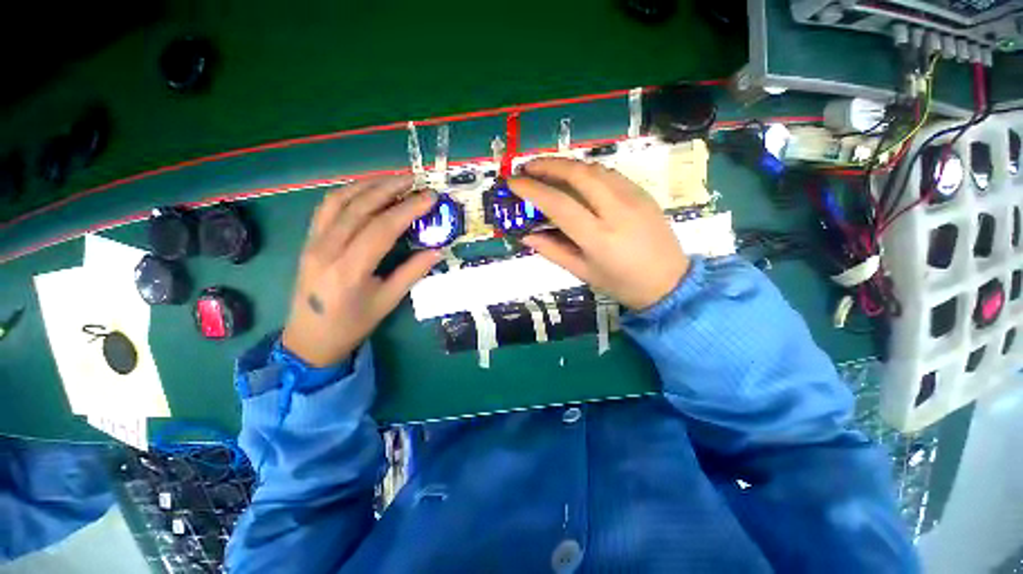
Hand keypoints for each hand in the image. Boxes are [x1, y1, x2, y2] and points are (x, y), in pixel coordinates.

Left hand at [282, 176, 440, 366]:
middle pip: (359, 207)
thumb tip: (437, 250)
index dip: (408, 209)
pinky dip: (348, 193)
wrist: (309, 338)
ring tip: (393, 180)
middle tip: (415, 180)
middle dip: (389, 188)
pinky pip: (327, 207)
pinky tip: (366, 190)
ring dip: (368, 185)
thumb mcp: (388, 301)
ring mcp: (313, 242)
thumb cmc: (353, 324)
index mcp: (350, 270)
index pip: (382, 228)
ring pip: (339, 200)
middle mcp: (327, 249)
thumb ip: (412, 272)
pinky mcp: (308, 240)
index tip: (429, 197)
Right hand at [510, 158, 688, 310]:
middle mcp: (617, 211)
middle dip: (548, 164)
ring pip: (595, 169)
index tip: (512, 182)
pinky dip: (587, 171)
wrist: (670, 282)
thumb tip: (526, 235)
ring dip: (567, 165)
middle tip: (527, 166)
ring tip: (547, 170)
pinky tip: (576, 178)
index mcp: (598, 237)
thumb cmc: (622, 284)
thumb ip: (553, 251)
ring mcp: (634, 198)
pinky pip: (610, 174)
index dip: (532, 190)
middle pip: (578, 174)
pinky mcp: (643, 193)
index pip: (558, 204)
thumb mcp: (583, 273)